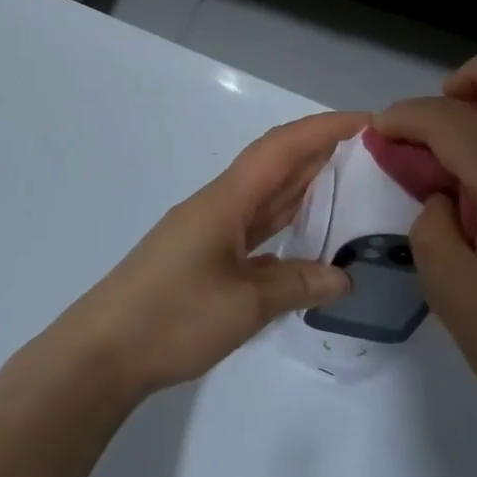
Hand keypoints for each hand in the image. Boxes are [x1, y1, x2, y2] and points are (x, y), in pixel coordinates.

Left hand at [57, 111, 367, 396]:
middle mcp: (218, 207)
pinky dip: (284, 225)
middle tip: (374, 155)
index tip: (369, 122)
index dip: (324, 129)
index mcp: (225, 201)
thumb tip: (343, 277)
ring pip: (265, 197)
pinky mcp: (202, 258)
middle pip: (275, 166)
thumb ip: (297, 285)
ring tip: (352, 186)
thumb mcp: (244, 305)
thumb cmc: (171, 318)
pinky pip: (253, 229)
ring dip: (304, 187)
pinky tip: (307, 238)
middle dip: (322, 153)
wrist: (101, 354)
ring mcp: (208, 232)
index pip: (281, 149)